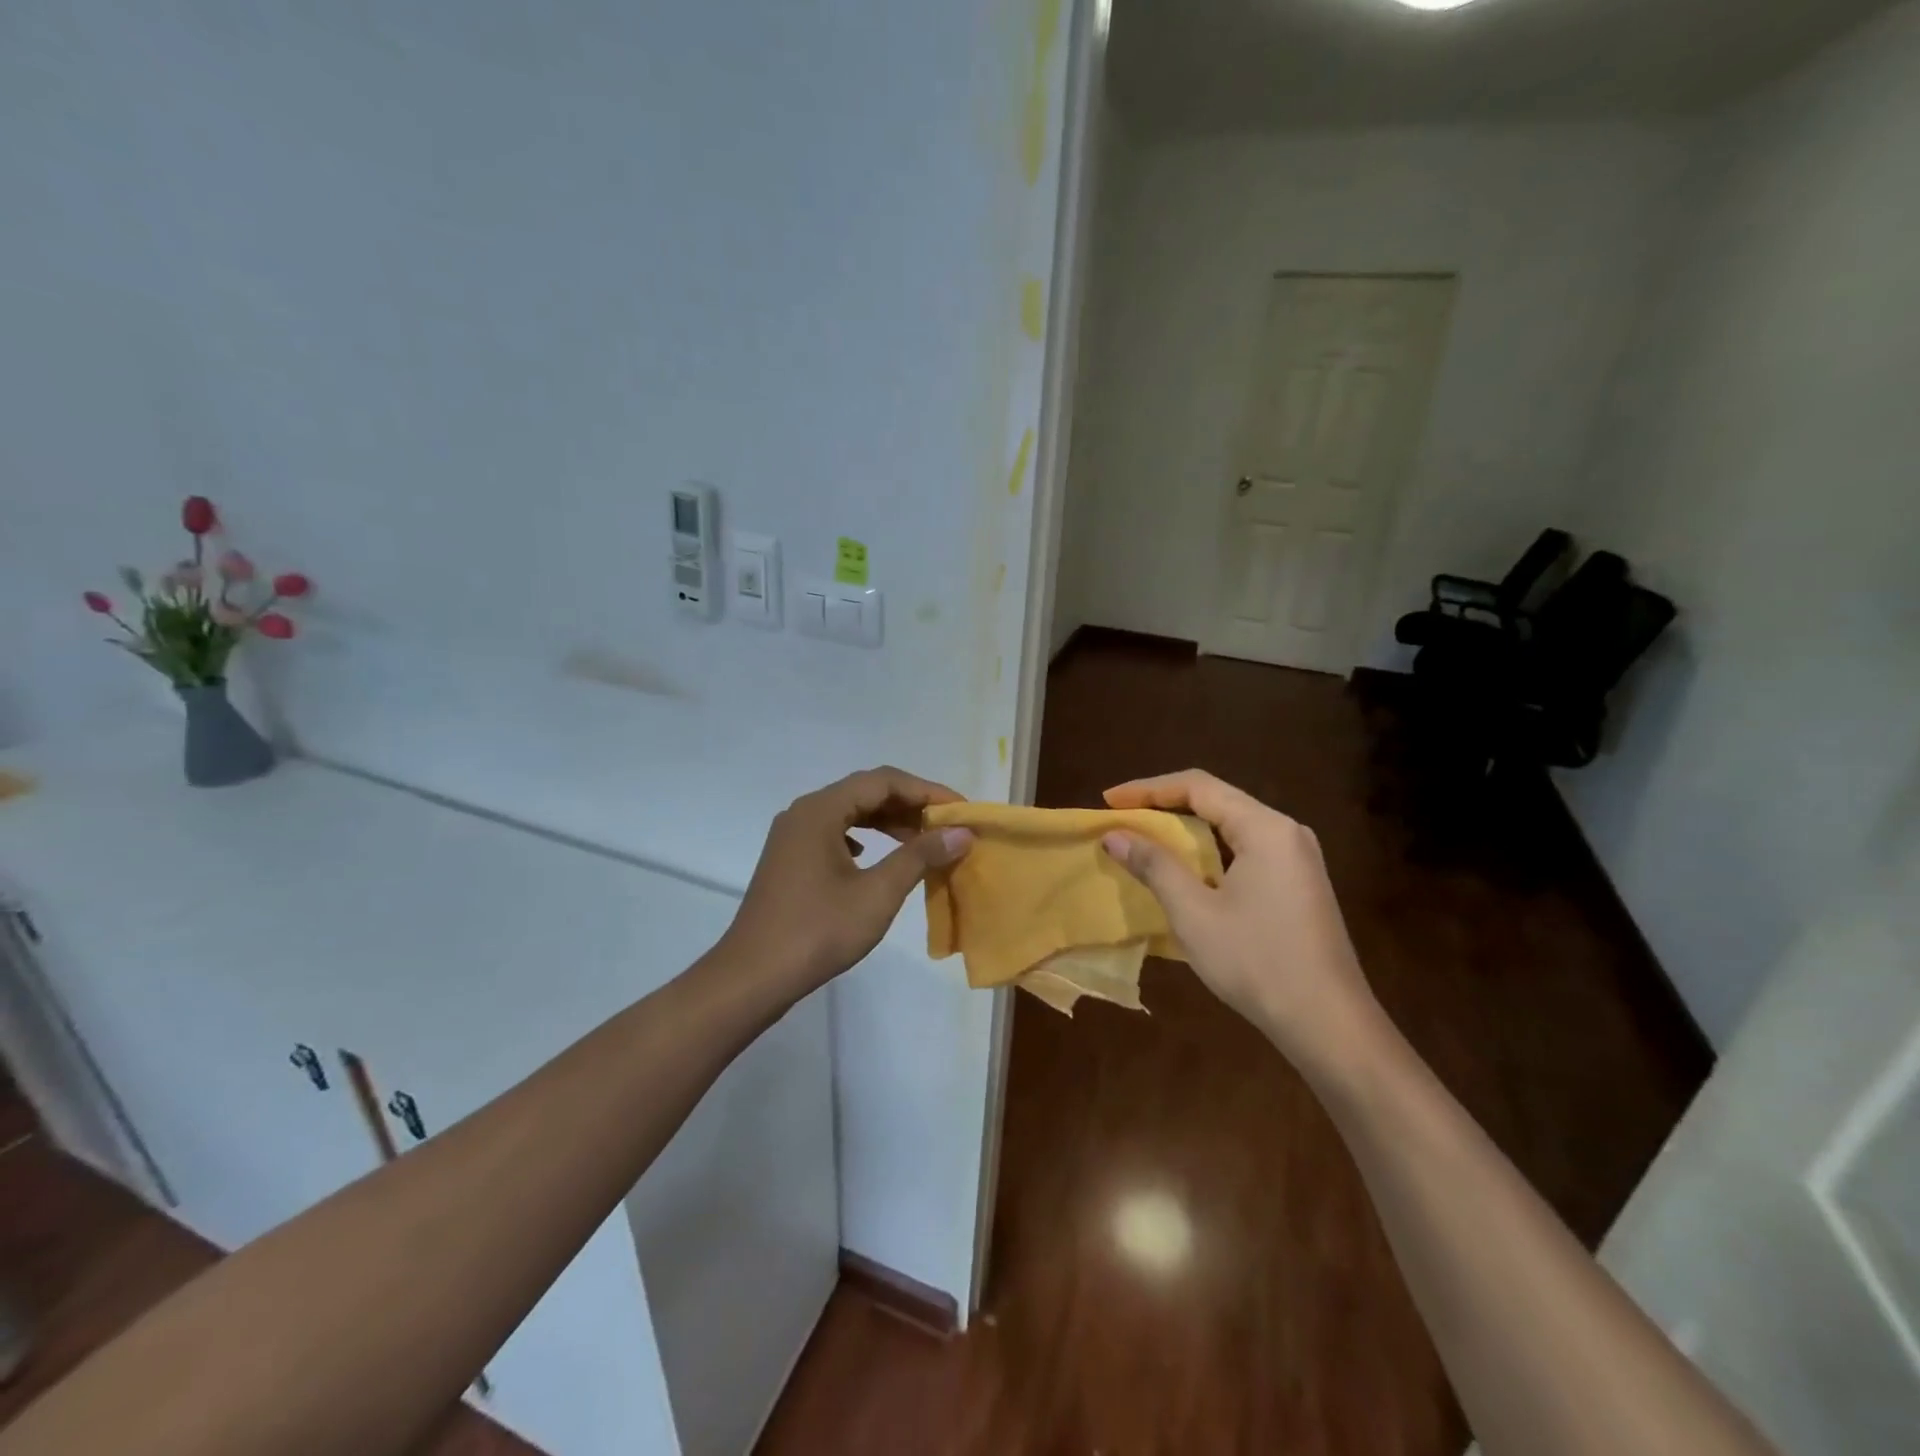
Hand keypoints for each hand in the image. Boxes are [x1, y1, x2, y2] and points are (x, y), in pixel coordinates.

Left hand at [717, 766, 973, 998]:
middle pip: (865, 792)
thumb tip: (960, 833)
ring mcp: (793, 835)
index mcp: (821, 810)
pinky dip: (865, 838)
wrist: (754, 976)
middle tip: (946, 826)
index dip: (926, 791)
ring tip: (922, 841)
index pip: (883, 781)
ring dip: (887, 822)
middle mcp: (804, 812)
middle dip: (909, 805)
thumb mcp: (877, 893)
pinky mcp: (790, 859)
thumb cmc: (818, 931)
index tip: (960, 811)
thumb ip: (920, 856)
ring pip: (849, 813)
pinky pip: (835, 833)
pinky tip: (877, 857)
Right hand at [1102, 770, 1384, 1076]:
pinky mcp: (1299, 884)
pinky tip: (1187, 872)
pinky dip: (1209, 853)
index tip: (1109, 801)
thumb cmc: (1258, 962)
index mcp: (1265, 828)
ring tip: (1146, 841)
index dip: (1148, 789)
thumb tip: (1114, 835)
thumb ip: (1154, 866)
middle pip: (1216, 801)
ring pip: (1231, 828)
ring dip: (1186, 832)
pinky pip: (1246, 851)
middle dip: (1165, 807)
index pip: (1198, 787)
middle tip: (1122, 819)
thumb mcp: (1194, 913)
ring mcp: (1297, 859)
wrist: (1330, 1025)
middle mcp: (1286, 832)